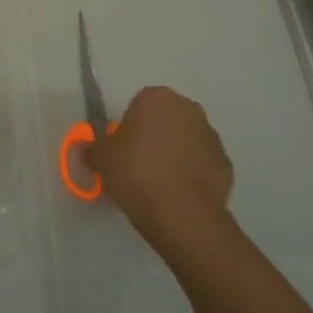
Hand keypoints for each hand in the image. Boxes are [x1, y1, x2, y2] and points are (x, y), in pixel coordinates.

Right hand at [88, 86, 235, 263]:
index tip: (121, 148)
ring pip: (186, 141)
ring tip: (157, 184)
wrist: (181, 213)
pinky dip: (191, 174)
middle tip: (136, 164)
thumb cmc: (135, 173)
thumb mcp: (100, 159)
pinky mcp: (226, 165)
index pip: (139, 103)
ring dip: (174, 154)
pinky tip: (176, 195)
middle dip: (153, 136)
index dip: (129, 126)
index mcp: (157, 98)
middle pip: (165, 120)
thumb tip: (86, 149)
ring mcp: (212, 137)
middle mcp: (189, 110)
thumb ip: (91, 149)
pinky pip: (201, 164)